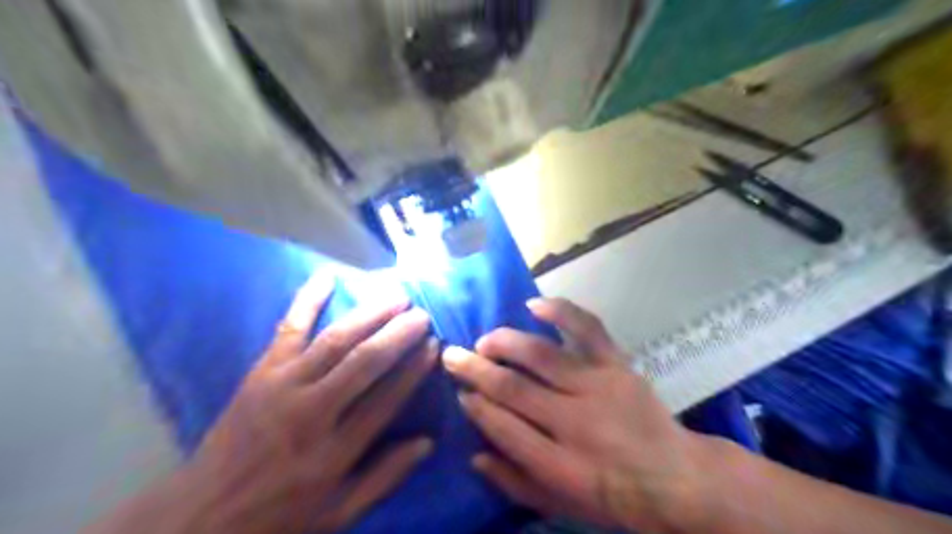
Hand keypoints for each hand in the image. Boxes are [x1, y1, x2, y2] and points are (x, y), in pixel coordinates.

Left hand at [176, 275, 435, 532]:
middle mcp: (311, 412)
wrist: (198, 519)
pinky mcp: (260, 373)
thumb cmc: (277, 517)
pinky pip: (287, 329)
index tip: (434, 346)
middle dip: (398, 334)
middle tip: (421, 314)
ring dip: (369, 314)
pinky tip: (327, 277)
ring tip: (396, 297)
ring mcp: (282, 386)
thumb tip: (426, 442)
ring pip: (334, 340)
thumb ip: (384, 478)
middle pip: (364, 362)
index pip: (386, 399)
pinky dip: (307, 301)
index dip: (414, 369)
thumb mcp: (337, 515)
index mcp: (333, 451)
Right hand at [442, 299, 701, 532]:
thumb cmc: (615, 497)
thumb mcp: (562, 505)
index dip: (476, 406)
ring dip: (506, 343)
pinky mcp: (618, 365)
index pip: (503, 427)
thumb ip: (515, 482)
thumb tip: (474, 455)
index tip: (460, 392)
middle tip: (452, 355)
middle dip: (476, 369)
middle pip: (514, 387)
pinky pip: (588, 330)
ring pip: (541, 355)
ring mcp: (599, 387)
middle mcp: (574, 422)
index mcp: (559, 464)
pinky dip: (561, 312)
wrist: (678, 479)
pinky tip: (534, 305)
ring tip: (484, 340)